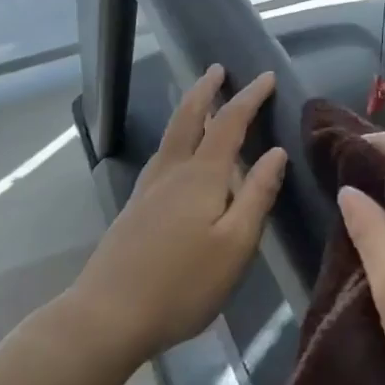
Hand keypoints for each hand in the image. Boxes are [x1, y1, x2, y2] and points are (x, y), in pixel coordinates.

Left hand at [69, 66, 286, 364]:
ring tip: (200, 101)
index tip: (266, 77)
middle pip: (189, 118)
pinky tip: (176, 156)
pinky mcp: (135, 210)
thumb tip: (276, 152)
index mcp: (201, 176)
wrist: (108, 316)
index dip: (249, 98)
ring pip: (171, 136)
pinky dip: (176, 138)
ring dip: (188, 110)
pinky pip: (161, 156)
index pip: (229, 123)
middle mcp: (172, 172)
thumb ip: (257, 195)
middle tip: (217, 69)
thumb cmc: (182, 283)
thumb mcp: (235, 244)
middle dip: (205, 91)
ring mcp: (148, 190)